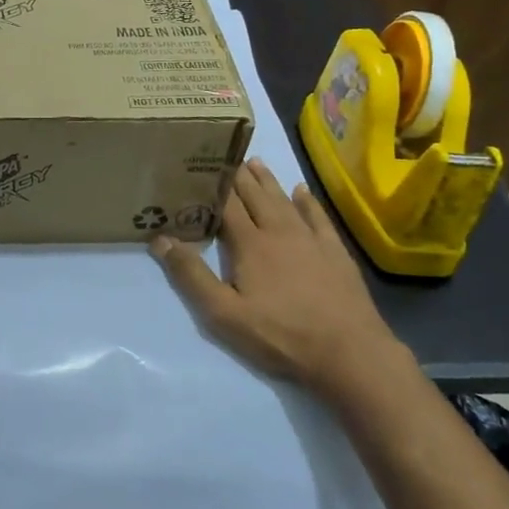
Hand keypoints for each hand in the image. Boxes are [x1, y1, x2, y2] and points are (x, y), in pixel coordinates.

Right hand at [150, 157, 399, 392]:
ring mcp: (311, 240)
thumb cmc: (280, 335)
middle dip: (240, 176)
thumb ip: (191, 275)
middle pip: (256, 197)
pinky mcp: (335, 253)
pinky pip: (318, 217)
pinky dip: (308, 201)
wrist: (349, 352)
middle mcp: (279, 231)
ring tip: (256, 162)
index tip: (200, 165)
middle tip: (228, 155)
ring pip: (284, 201)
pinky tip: (302, 191)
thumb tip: (160, 239)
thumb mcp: (224, 314)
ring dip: (268, 181)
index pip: (227, 205)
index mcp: (250, 244)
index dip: (213, 185)